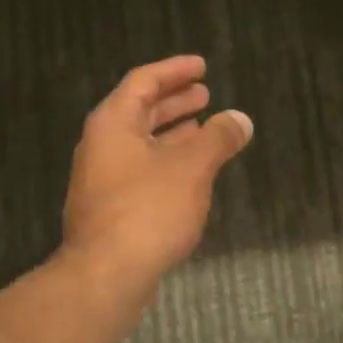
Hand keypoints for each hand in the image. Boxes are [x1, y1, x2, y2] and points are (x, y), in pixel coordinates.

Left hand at [61, 55, 252, 294]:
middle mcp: (102, 145)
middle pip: (140, 111)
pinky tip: (191, 173)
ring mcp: (102, 178)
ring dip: (173, 133)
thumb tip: (241, 119)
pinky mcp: (110, 208)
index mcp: (113, 123)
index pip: (143, 81)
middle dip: (174, 101)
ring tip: (205, 128)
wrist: (105, 276)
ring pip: (141, 143)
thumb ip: (218, 138)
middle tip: (205, 93)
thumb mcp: (192, 168)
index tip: (202, 66)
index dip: (174, 70)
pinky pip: (141, 169)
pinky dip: (167, 160)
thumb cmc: (148, 209)